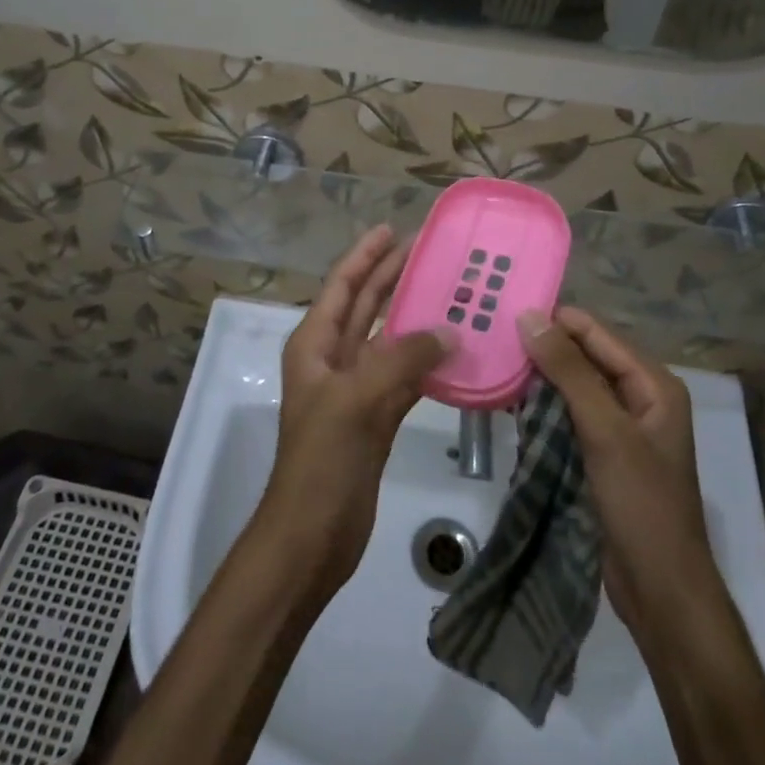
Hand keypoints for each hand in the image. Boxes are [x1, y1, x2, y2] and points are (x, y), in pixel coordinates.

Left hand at [257, 226, 449, 601]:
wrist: (311, 536)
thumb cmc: (321, 461)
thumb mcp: (355, 400)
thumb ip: (401, 360)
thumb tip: (448, 330)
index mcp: (314, 345)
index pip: (342, 286)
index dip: (365, 256)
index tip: (392, 228)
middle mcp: (333, 360)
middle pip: (365, 306)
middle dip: (391, 276)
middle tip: (428, 250)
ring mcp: (355, 390)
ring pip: (387, 340)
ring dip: (413, 317)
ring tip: (448, 291)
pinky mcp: (376, 419)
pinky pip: (404, 378)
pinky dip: (425, 363)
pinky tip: (452, 350)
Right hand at [520, 307, 708, 630]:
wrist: (661, 591)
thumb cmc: (641, 504)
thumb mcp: (605, 431)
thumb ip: (569, 371)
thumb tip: (530, 316)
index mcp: (653, 384)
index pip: (596, 334)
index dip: (554, 319)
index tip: (504, 308)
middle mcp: (638, 398)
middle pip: (584, 358)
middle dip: (542, 347)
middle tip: (490, 334)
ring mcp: (619, 428)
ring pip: (571, 387)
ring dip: (537, 378)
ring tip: (490, 360)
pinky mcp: (601, 454)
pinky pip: (567, 416)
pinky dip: (541, 408)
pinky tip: (508, 402)